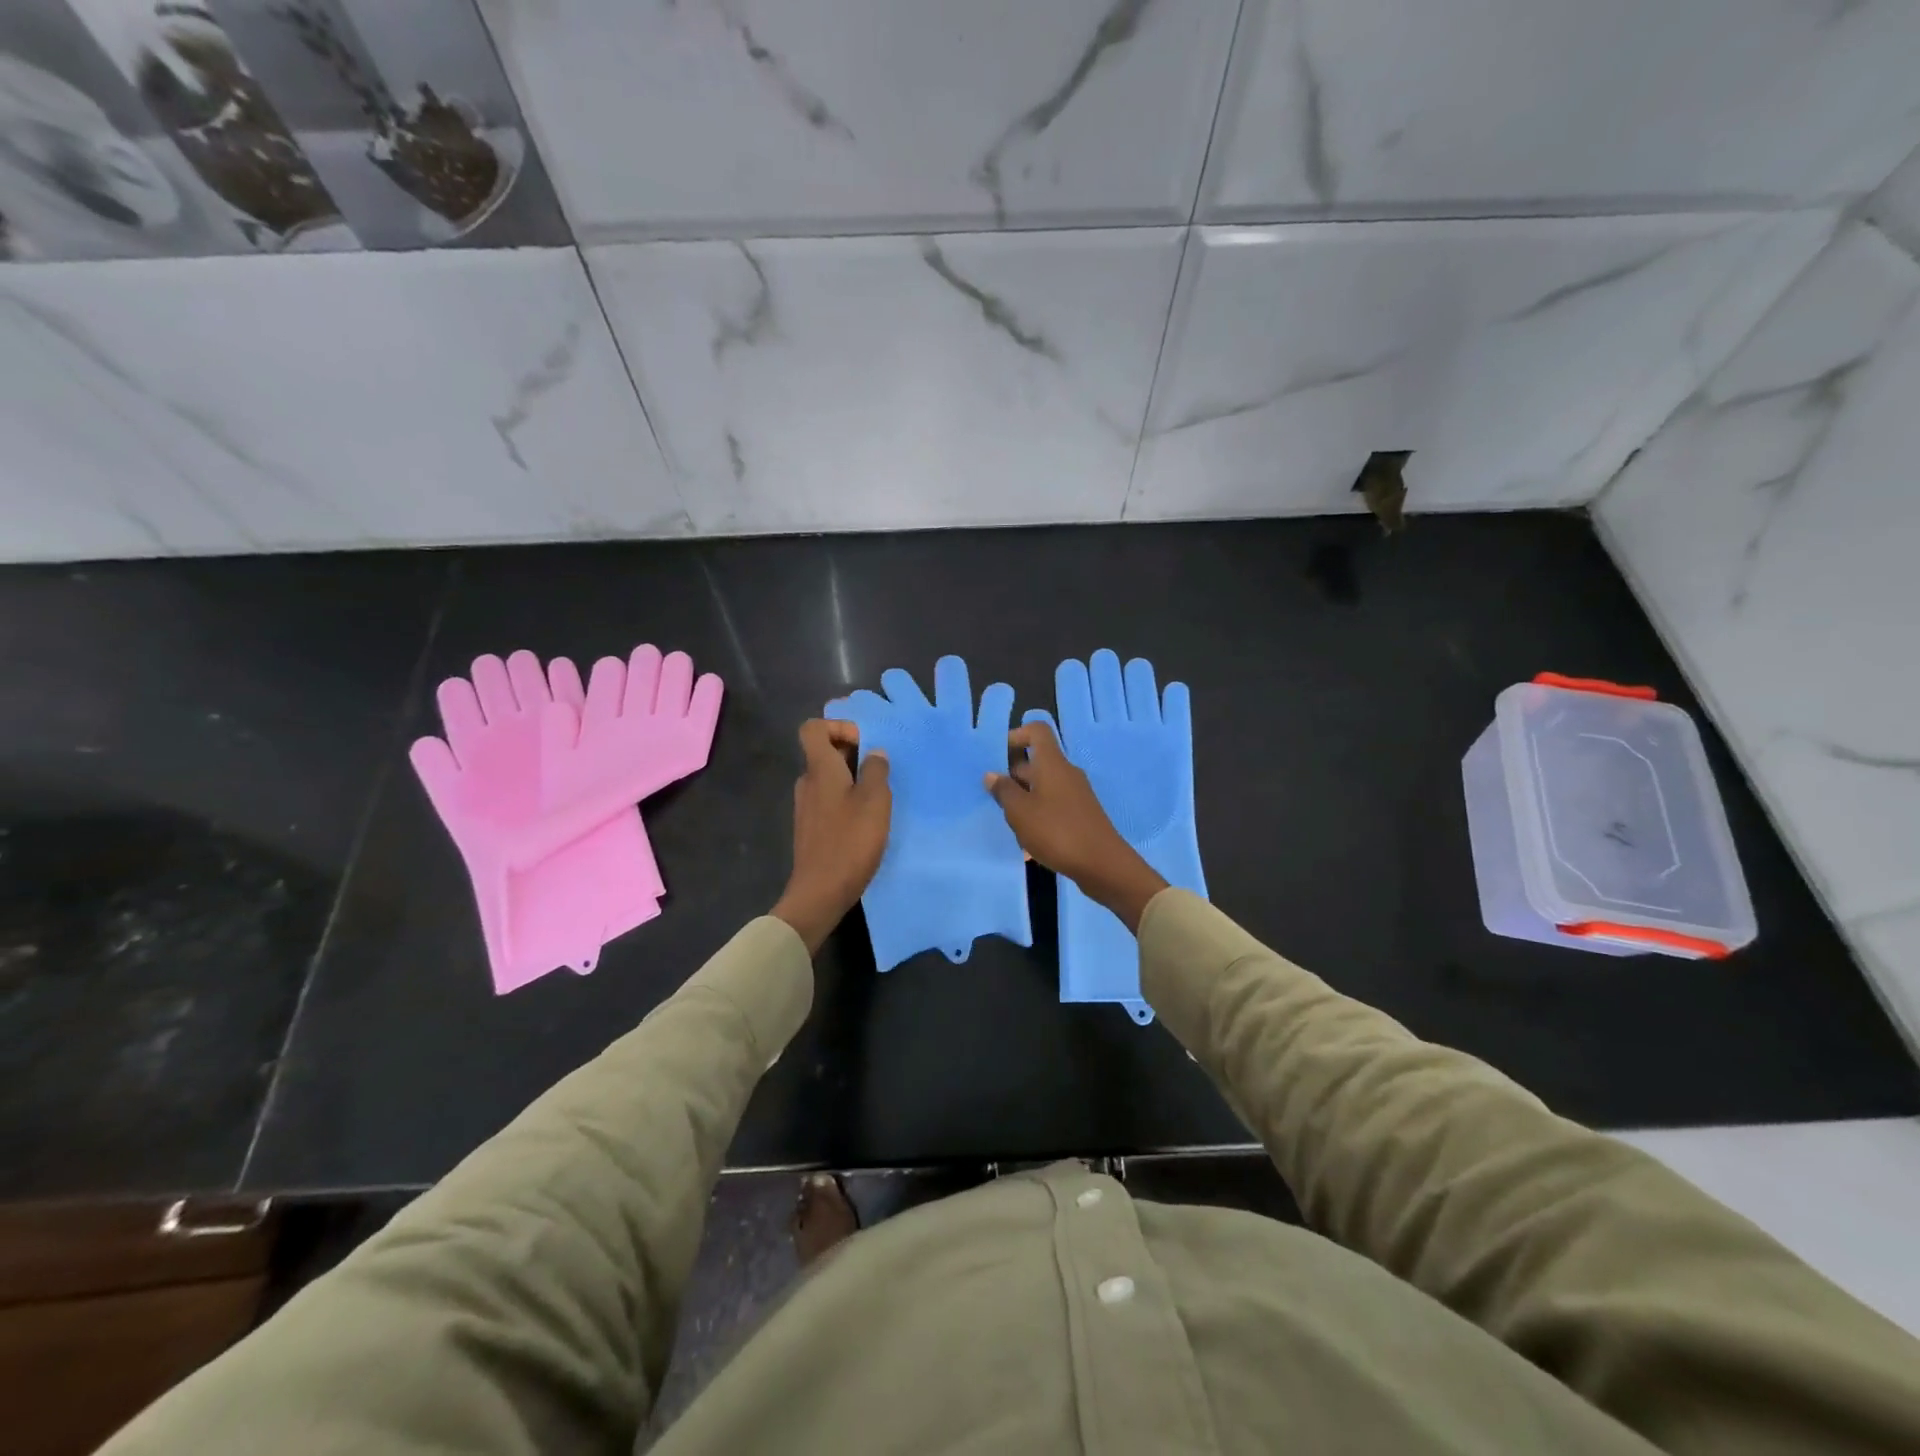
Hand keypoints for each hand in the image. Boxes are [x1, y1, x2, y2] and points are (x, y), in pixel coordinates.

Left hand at [772, 720, 891, 953]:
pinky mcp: (811, 828)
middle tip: (882, 769)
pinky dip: (847, 800)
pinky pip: (829, 800)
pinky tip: (867, 820)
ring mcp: (806, 807)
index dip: (838, 726)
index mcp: (820, 770)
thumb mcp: (875, 802)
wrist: (820, 892)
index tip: (864, 743)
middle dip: (853, 753)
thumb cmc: (850, 841)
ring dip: (853, 779)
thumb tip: (874, 754)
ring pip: (829, 778)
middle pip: (823, 752)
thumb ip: (876, 771)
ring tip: (880, 796)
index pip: (814, 728)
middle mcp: (808, 783)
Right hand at [986, 719, 1167, 932]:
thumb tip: (992, 774)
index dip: (1016, 736)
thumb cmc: (1056, 831)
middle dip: (1013, 775)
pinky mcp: (1080, 813)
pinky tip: (1028, 837)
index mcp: (1052, 764)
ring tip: (1009, 822)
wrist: (1102, 864)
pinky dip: (1038, 813)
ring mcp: (1075, 793)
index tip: (997, 757)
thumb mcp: (1020, 812)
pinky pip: (1053, 803)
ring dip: (1024, 798)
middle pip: (1037, 761)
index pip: (1037, 731)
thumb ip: (1004, 791)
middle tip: (994, 797)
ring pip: (1043, 785)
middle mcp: (1066, 772)